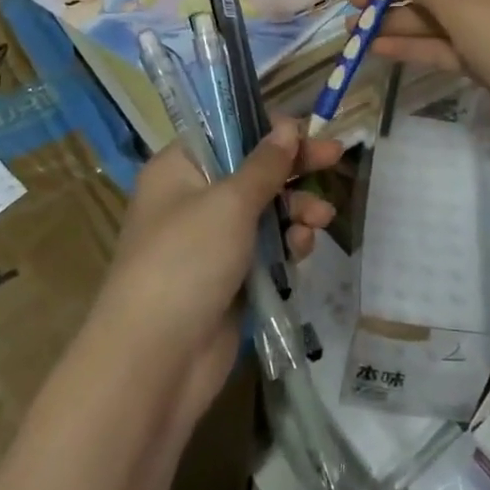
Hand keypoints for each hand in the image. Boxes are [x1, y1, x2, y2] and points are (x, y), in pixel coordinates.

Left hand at [94, 119, 340, 437]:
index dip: (267, 128)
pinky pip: (265, 249)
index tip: (306, 128)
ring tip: (321, 218)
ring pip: (264, 211)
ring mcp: (210, 242)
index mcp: (178, 169)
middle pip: (251, 170)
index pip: (226, 131)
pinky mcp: (228, 279)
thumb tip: (288, 125)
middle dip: (293, 167)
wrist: (154, 363)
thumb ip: (264, 164)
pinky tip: (304, 248)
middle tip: (335, 156)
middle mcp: (191, 199)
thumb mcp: (229, 202)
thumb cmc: (186, 261)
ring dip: (296, 209)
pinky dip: (287, 244)